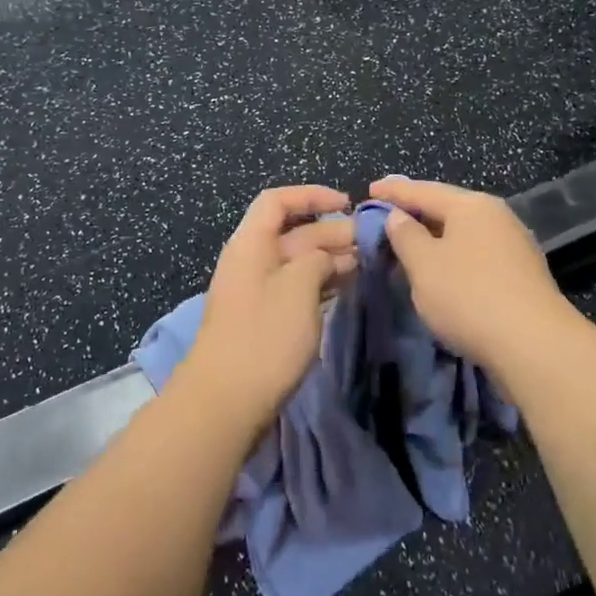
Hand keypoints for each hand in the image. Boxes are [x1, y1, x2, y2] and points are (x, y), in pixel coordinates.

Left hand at [177, 185, 355, 437]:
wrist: (225, 400)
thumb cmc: (264, 335)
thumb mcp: (298, 287)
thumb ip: (317, 259)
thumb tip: (326, 257)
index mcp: (251, 243)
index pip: (277, 201)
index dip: (311, 195)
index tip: (348, 204)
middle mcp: (251, 260)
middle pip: (292, 232)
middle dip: (330, 231)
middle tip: (370, 242)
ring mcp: (256, 291)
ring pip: (297, 262)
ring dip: (329, 259)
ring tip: (365, 263)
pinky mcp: (264, 319)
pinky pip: (295, 288)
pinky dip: (320, 284)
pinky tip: (345, 288)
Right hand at [370, 177, 577, 378]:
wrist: (535, 346)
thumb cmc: (469, 296)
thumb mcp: (423, 264)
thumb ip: (405, 235)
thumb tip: (398, 216)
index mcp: (471, 206)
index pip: (423, 190)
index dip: (393, 192)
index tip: (369, 190)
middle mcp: (496, 216)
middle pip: (447, 208)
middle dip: (416, 212)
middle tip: (387, 215)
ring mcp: (514, 245)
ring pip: (463, 233)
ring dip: (435, 237)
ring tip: (409, 243)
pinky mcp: (521, 274)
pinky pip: (476, 254)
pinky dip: (453, 256)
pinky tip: (441, 269)